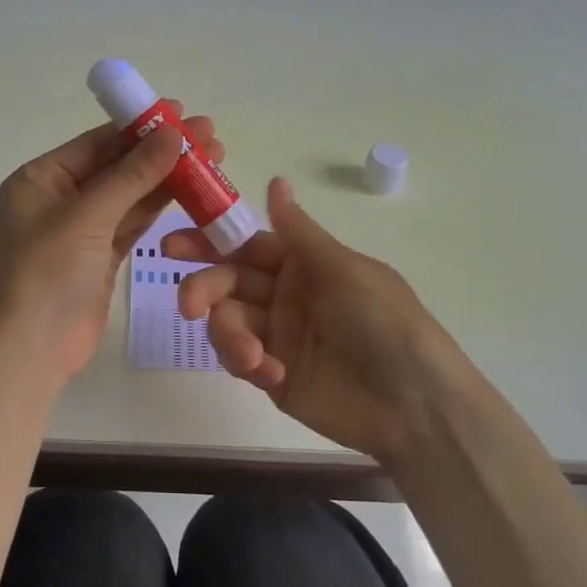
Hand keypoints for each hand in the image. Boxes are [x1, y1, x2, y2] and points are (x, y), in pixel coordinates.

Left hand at [0, 104, 225, 381]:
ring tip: (213, 158)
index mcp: (40, 179)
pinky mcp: (100, 258)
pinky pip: (133, 224)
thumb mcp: (87, 217)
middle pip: (117, 167)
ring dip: (167, 179)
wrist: (29, 352)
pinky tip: (192, 192)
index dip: (139, 126)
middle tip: (210, 135)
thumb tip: (174, 133)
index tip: (181, 111)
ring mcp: (80, 230)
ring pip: (129, 196)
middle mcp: (59, 199)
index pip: (97, 143)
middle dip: (161, 152)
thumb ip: (133, 175)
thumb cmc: (45, 274)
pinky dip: (159, 209)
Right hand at [166, 177, 487, 464]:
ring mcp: (277, 336)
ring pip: (227, 322)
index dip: (208, 242)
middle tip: (189, 304)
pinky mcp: (273, 375)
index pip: (245, 245)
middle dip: (204, 289)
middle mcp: (285, 295)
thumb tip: (276, 180)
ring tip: (253, 357)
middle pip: (227, 282)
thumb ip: (298, 231)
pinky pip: (240, 360)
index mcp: (303, 264)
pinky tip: (271, 375)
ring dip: (229, 335)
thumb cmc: (384, 323)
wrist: (415, 406)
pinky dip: (246, 363)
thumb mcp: (343, 269)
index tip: (171, 246)